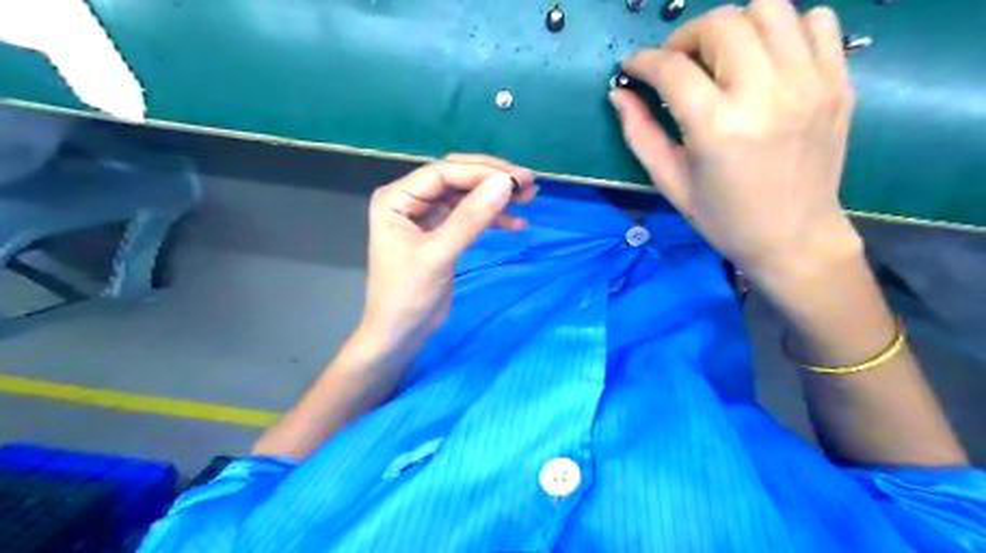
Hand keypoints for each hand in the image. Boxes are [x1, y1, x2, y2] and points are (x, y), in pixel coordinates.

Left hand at [359, 151, 536, 350]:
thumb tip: (504, 183)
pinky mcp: (441, 232)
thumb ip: (470, 219)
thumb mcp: (439, 255)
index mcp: (397, 198)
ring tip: (529, 198)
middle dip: (492, 179)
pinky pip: (469, 216)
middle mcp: (410, 200)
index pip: (444, 172)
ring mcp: (426, 215)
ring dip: (496, 197)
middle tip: (528, 182)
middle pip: (457, 178)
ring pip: (466, 196)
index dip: (481, 172)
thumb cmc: (408, 295)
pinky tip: (517, 224)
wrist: (401, 333)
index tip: (517, 179)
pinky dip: (492, 218)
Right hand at [615, 1, 859, 280]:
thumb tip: (619, 95)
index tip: (632, 67)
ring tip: (720, 56)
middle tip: (676, 64)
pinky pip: (817, 20)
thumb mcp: (670, 182)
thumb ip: (640, 134)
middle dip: (686, 36)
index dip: (643, 61)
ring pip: (769, 8)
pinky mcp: (838, 81)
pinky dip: (784, 27)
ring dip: (734, 25)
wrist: (794, 237)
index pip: (673, 68)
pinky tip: (765, 58)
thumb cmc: (723, 217)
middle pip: (722, 23)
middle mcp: (766, 94)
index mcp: (717, 127)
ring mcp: (810, 83)